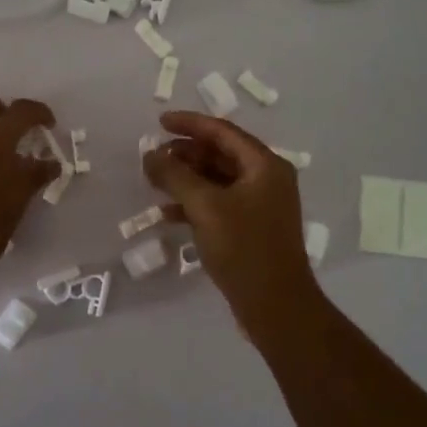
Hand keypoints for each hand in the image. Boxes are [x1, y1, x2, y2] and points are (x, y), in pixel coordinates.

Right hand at [142, 111, 320, 327]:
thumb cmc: (243, 248)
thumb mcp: (205, 206)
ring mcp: (260, 205)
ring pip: (217, 180)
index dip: (190, 124)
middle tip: (153, 156)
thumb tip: (150, 154)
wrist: (275, 305)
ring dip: (187, 178)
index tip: (159, 122)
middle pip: (221, 154)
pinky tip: (167, 214)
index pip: (223, 132)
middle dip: (185, 153)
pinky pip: (219, 204)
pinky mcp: (251, 229)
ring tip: (155, 181)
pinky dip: (194, 204)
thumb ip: (175, 176)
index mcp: (264, 165)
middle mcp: (266, 179)